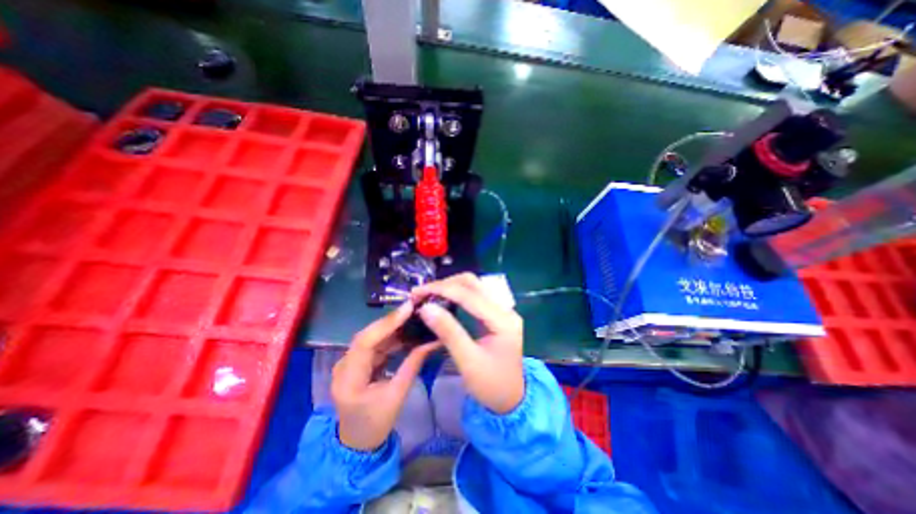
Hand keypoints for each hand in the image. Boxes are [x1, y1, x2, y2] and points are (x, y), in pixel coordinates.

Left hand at [334, 304, 438, 450]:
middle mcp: (343, 366)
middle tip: (414, 309)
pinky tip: (406, 332)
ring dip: (393, 328)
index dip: (387, 323)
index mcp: (348, 379)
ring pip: (372, 338)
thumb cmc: (376, 424)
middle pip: (368, 336)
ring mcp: (348, 363)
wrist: (357, 444)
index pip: (365, 342)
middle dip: (392, 321)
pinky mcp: (356, 363)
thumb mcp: (398, 395)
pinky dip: (391, 338)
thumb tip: (432, 341)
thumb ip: (413, 364)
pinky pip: (375, 345)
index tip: (408, 309)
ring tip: (414, 317)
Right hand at [413, 273, 525, 412]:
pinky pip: (475, 296)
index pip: (470, 295)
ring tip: (429, 295)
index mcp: (503, 320)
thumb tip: (426, 307)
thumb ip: (448, 332)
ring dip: (450, 286)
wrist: (512, 399)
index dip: (442, 289)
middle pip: (473, 283)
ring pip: (474, 286)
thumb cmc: (491, 385)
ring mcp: (502, 310)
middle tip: (422, 293)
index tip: (418, 292)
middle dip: (445, 284)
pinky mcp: (496, 314)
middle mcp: (505, 309)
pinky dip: (457, 294)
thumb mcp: (468, 362)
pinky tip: (443, 300)